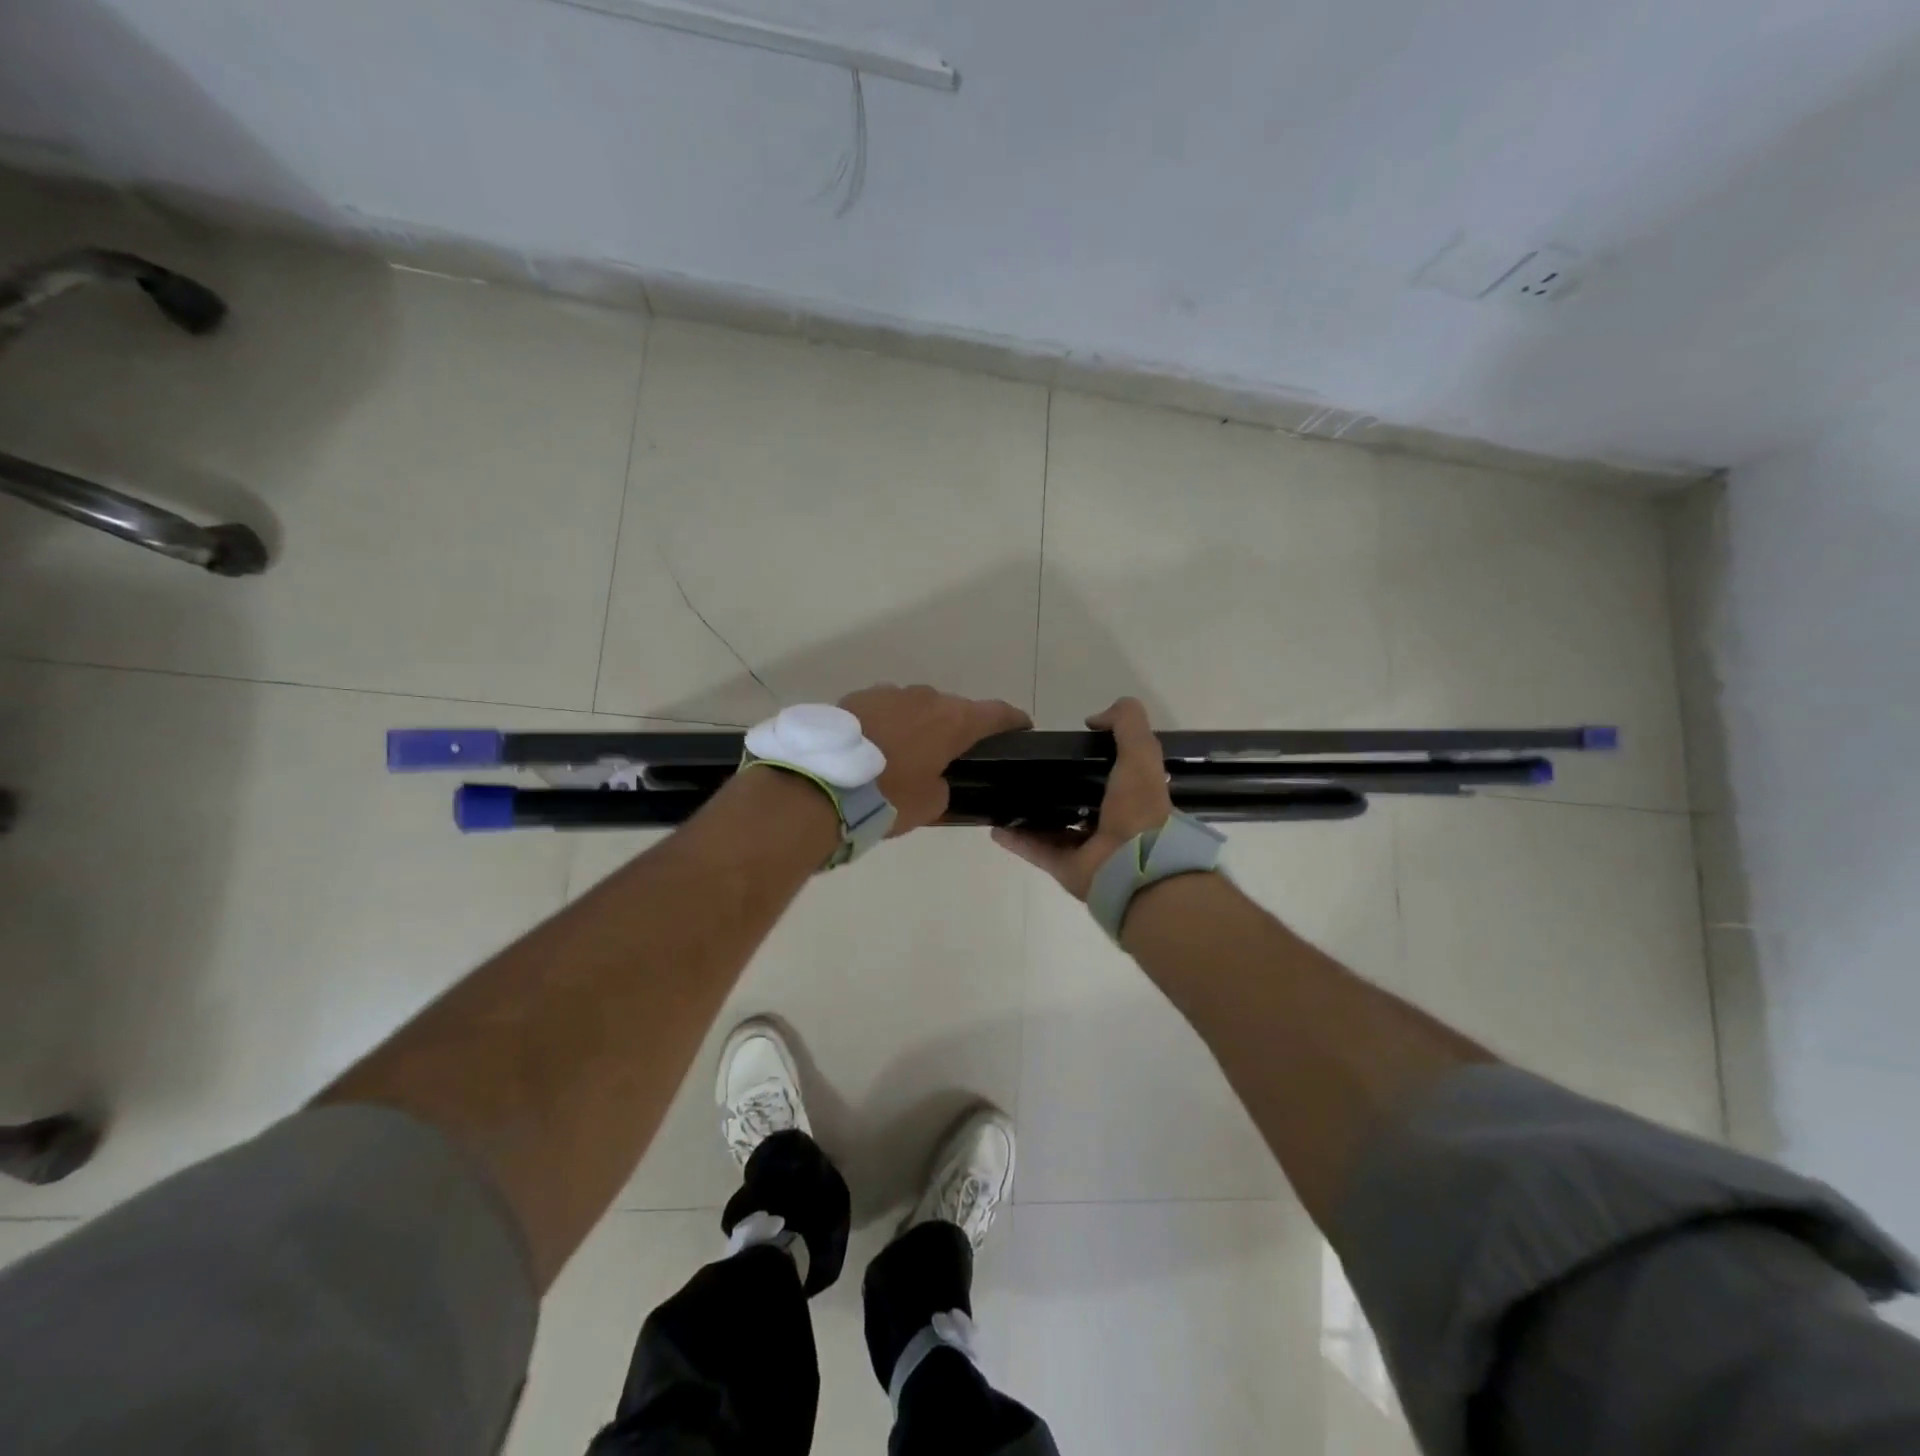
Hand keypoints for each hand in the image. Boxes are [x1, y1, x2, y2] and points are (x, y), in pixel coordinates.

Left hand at [839, 684, 1031, 835]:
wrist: (821, 784)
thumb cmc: (888, 797)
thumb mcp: (930, 804)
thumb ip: (944, 786)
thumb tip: (935, 779)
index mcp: (953, 720)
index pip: (997, 713)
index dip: (1013, 721)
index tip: (1022, 728)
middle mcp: (925, 698)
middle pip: (953, 708)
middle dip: (958, 727)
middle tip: (954, 753)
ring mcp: (888, 693)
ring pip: (916, 706)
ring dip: (919, 724)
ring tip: (908, 751)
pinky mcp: (856, 697)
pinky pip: (884, 709)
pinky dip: (888, 724)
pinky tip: (876, 746)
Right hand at [991, 697, 1172, 898]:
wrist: (1135, 866)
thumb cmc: (1138, 808)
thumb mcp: (1141, 753)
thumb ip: (1126, 724)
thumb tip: (1093, 719)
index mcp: (1132, 799)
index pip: (1111, 776)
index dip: (1092, 760)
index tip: (1066, 747)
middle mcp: (1111, 824)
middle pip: (1079, 802)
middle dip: (1057, 787)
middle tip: (1026, 769)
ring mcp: (1088, 849)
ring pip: (1054, 828)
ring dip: (1031, 815)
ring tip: (1005, 796)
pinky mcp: (1066, 868)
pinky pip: (1036, 850)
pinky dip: (1017, 840)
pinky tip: (995, 826)